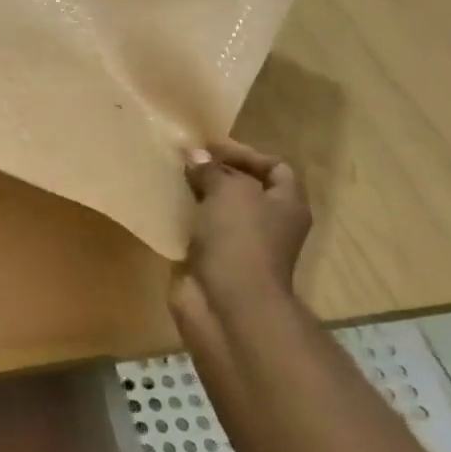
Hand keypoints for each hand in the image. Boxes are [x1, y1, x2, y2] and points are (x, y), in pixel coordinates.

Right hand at [171, 140, 310, 352]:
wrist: (227, 304)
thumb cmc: (240, 239)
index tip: (210, 147)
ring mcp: (240, 247)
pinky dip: (183, 221)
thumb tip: (195, 155)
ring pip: (218, 212)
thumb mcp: (228, 191)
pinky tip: (163, 208)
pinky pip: (198, 234)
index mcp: (287, 204)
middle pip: (244, 189)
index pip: (275, 167)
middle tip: (185, 160)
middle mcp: (269, 225)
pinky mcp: (212, 263)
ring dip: (196, 196)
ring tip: (170, 179)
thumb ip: (211, 170)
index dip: (246, 153)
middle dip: (216, 174)